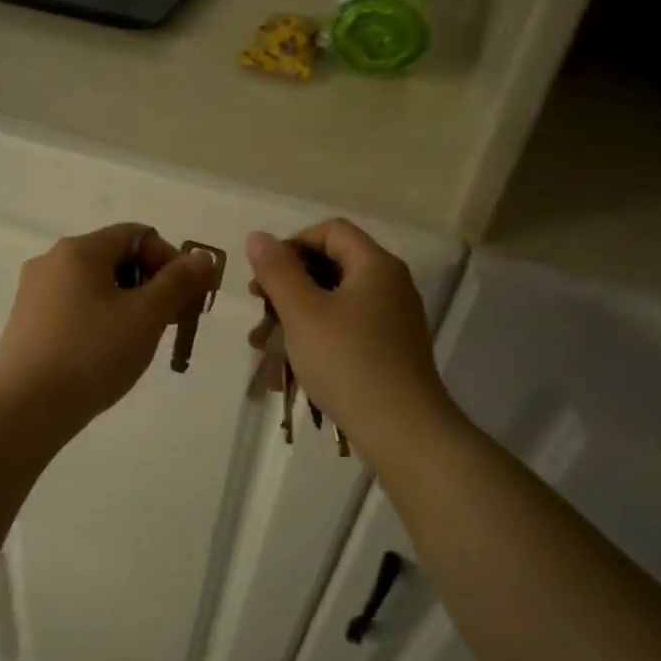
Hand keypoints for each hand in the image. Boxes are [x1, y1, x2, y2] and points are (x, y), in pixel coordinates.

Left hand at [0, 223, 217, 432]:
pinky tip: (105, 353)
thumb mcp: (146, 316)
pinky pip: (72, 307)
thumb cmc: (92, 354)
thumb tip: (202, 257)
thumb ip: (178, 282)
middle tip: (170, 321)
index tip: (186, 297)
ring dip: (126, 303)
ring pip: (93, 285)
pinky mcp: (25, 323)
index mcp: (79, 250)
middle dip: (150, 284)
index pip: (137, 235)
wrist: (26, 407)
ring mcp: (33, 293)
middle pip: (114, 258)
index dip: (170, 260)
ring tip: (140, 340)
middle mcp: (51, 261)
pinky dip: (99, 319)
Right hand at [246, 220, 454, 457]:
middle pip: (330, 267)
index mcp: (375, 266)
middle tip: (259, 312)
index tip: (264, 275)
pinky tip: (287, 372)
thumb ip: (277, 271)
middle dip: (287, 288)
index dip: (292, 245)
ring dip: (293, 320)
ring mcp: (391, 321)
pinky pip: (344, 332)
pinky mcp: (388, 352)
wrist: (402, 430)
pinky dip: (314, 342)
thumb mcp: (302, 312)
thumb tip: (258, 236)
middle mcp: (389, 286)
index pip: (330, 231)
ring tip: (262, 348)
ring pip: (332, 305)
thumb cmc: (347, 361)